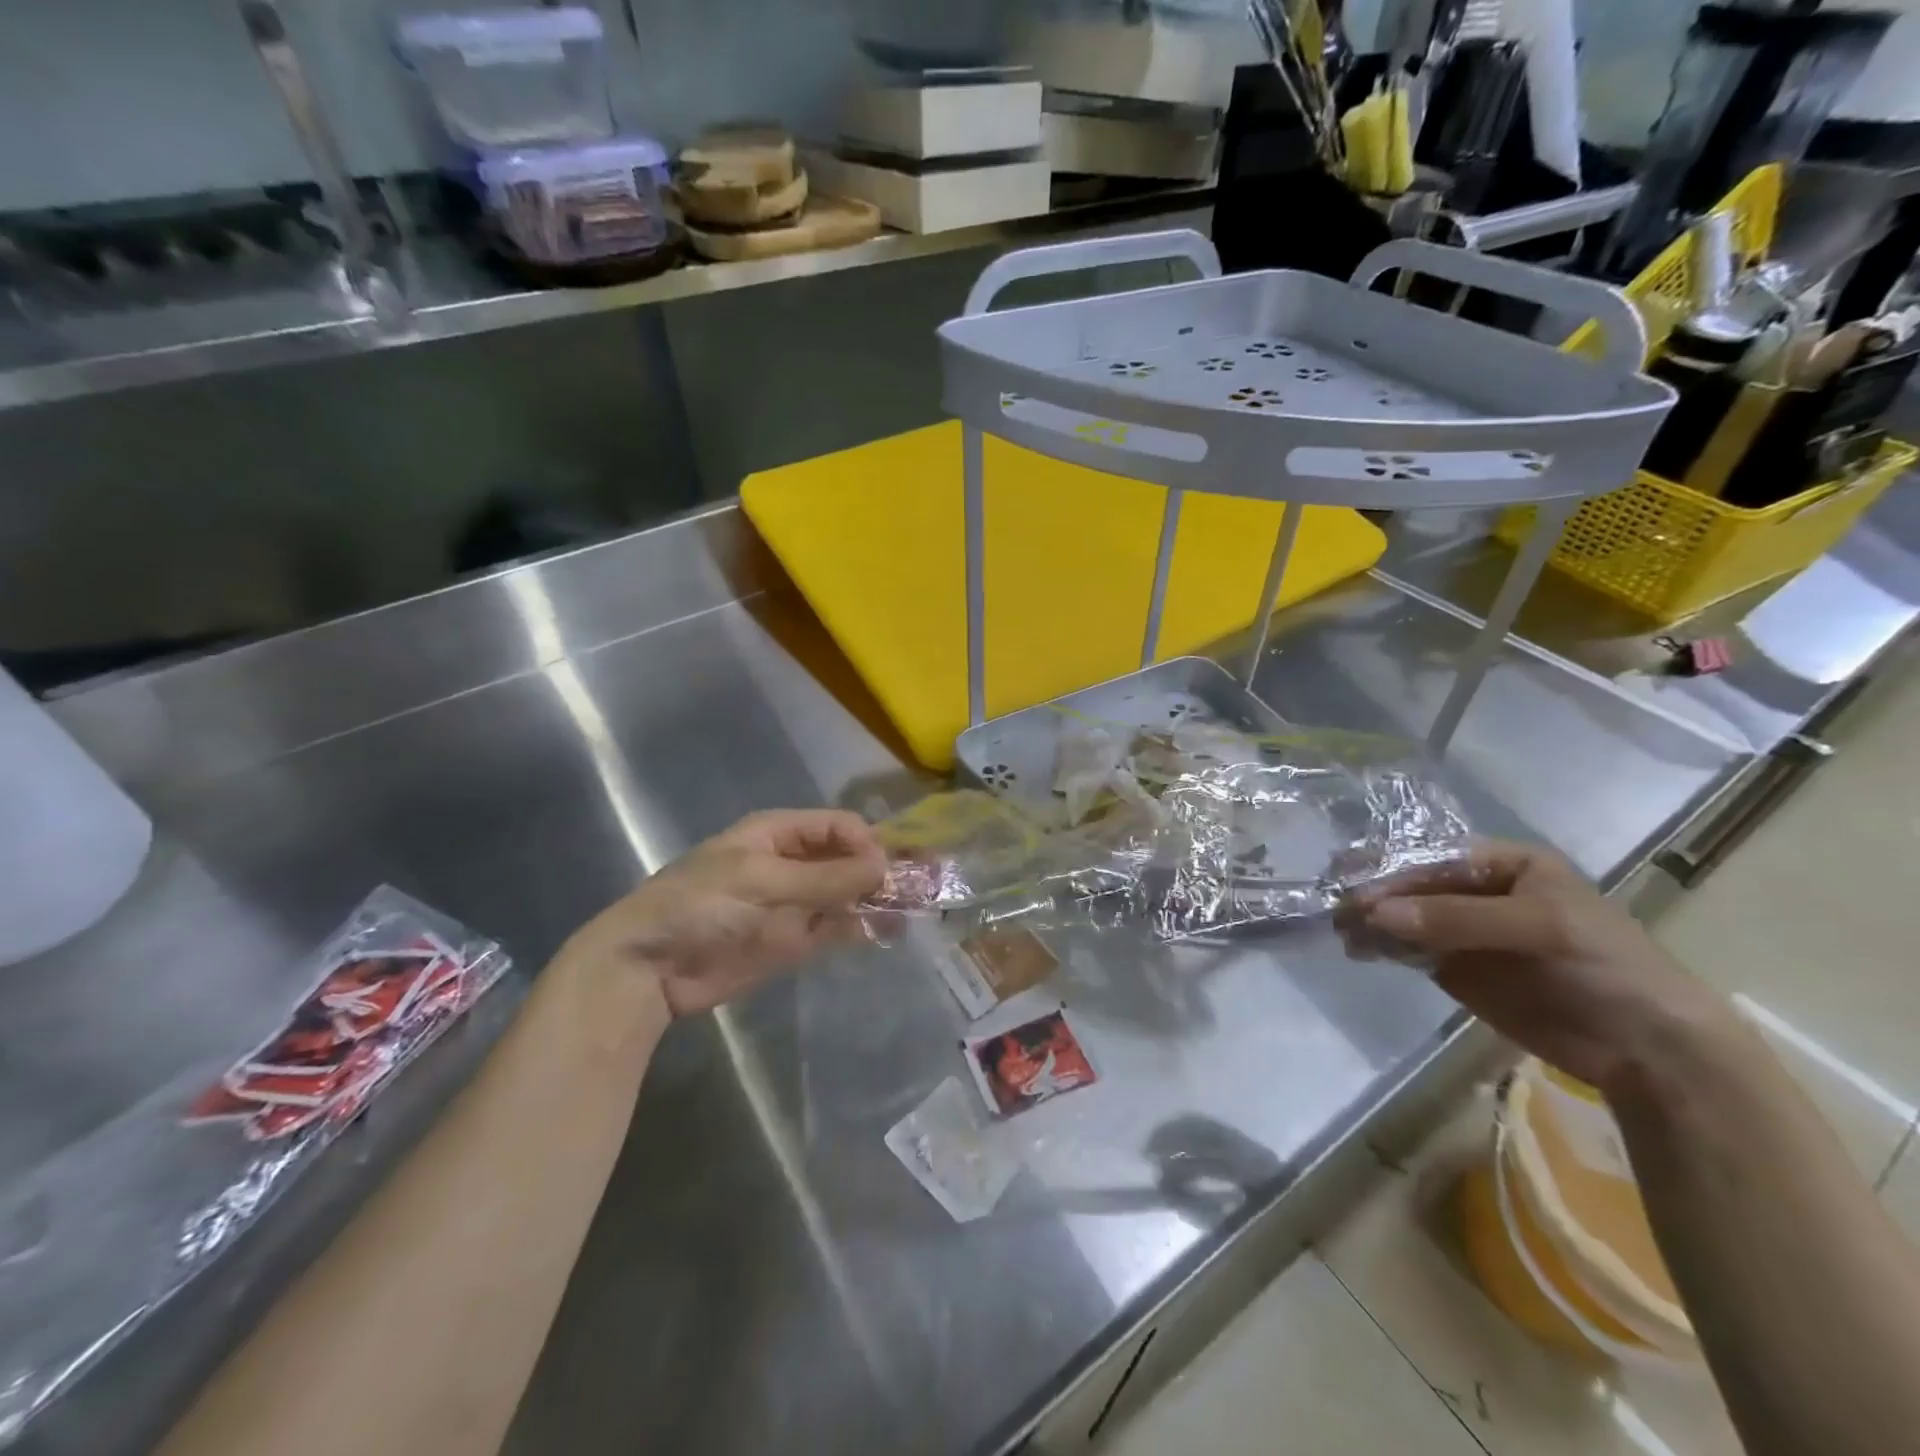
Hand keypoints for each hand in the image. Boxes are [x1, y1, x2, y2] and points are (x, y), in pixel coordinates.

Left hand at [567, 809, 886, 1017]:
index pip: (839, 827)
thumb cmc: (701, 905)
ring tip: (918, 909)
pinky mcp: (795, 939)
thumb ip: (826, 877)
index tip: (888, 869)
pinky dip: (863, 927)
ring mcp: (796, 902)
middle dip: (883, 868)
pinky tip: (890, 931)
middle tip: (927, 884)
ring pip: (849, 893)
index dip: (868, 842)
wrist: (651, 968)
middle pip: (849, 858)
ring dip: (879, 898)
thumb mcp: (763, 882)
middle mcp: (794, 862)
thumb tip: (885, 866)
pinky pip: (837, 927)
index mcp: (780, 833)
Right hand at [1343, 840, 1734, 1095]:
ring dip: (1369, 921)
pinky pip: (1406, 948)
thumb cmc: (1605, 967)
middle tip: (1338, 909)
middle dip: (1374, 894)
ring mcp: (1462, 930)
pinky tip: (1358, 949)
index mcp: (1503, 864)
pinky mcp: (1453, 967)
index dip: (1393, 869)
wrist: (1648, 1049)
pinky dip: (1380, 946)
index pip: (1432, 858)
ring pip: (1401, 916)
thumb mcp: (1539, 928)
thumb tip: (1374, 912)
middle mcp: (1475, 890)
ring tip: (1342, 933)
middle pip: (1410, 885)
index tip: (1352, 883)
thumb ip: (1456, 918)